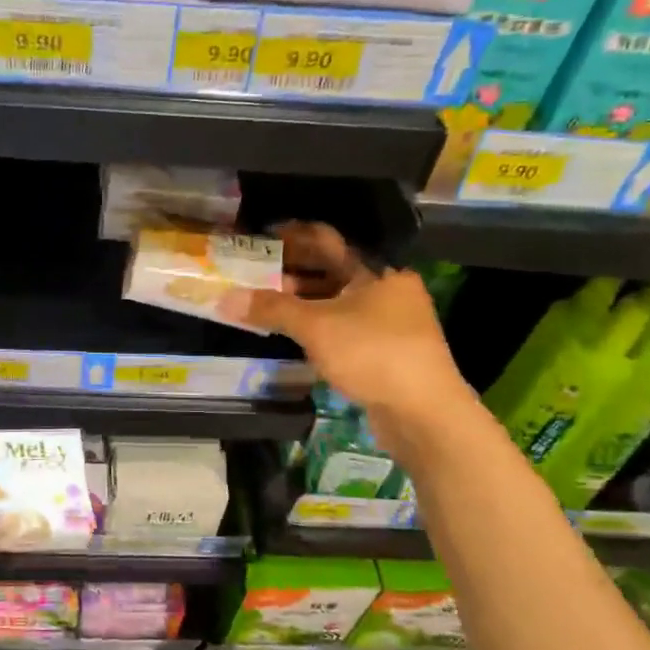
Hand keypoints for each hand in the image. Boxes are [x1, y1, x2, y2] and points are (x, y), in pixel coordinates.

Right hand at [225, 222, 472, 421]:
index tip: (261, 237)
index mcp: (378, 271)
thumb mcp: (317, 327)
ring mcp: (389, 322)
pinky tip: (293, 334)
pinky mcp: (385, 351)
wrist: (424, 413)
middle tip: (255, 273)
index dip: (292, 236)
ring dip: (303, 302)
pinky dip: (317, 326)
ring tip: (266, 305)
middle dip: (293, 271)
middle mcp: (387, 290)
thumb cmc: (373, 354)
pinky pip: (344, 327)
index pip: (328, 241)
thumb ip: (272, 309)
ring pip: (338, 301)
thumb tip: (226, 298)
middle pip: (333, 271)